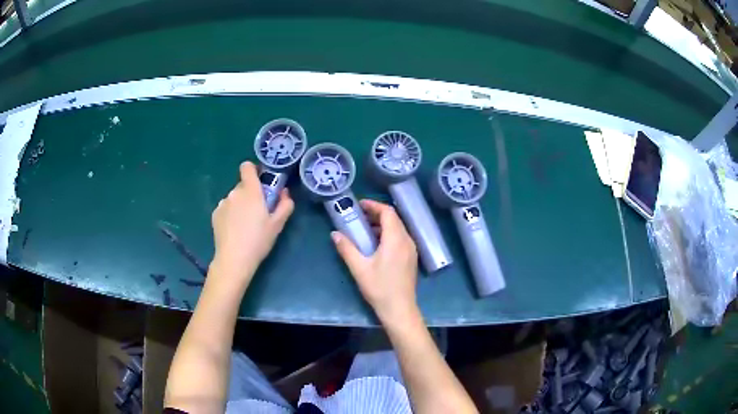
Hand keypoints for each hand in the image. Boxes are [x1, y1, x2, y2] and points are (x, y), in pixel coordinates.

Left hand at [211, 161, 293, 283]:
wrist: (234, 259)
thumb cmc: (258, 240)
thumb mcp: (278, 224)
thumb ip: (285, 204)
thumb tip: (285, 192)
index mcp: (250, 191)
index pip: (247, 167)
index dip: (254, 170)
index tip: (261, 180)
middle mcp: (234, 193)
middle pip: (243, 185)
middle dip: (251, 193)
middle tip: (258, 211)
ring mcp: (223, 203)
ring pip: (234, 197)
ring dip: (240, 204)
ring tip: (245, 224)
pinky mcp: (215, 214)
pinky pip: (226, 208)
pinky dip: (231, 213)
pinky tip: (235, 230)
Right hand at [331, 199, 418, 321]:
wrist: (399, 309)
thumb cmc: (379, 288)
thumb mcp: (359, 268)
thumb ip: (346, 248)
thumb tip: (335, 234)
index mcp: (396, 239)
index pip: (388, 212)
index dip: (373, 205)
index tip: (358, 206)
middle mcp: (407, 240)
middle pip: (394, 219)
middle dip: (376, 214)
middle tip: (358, 216)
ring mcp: (411, 250)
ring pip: (398, 228)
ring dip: (382, 225)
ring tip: (364, 229)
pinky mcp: (411, 258)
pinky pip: (400, 238)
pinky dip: (388, 234)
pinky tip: (375, 244)